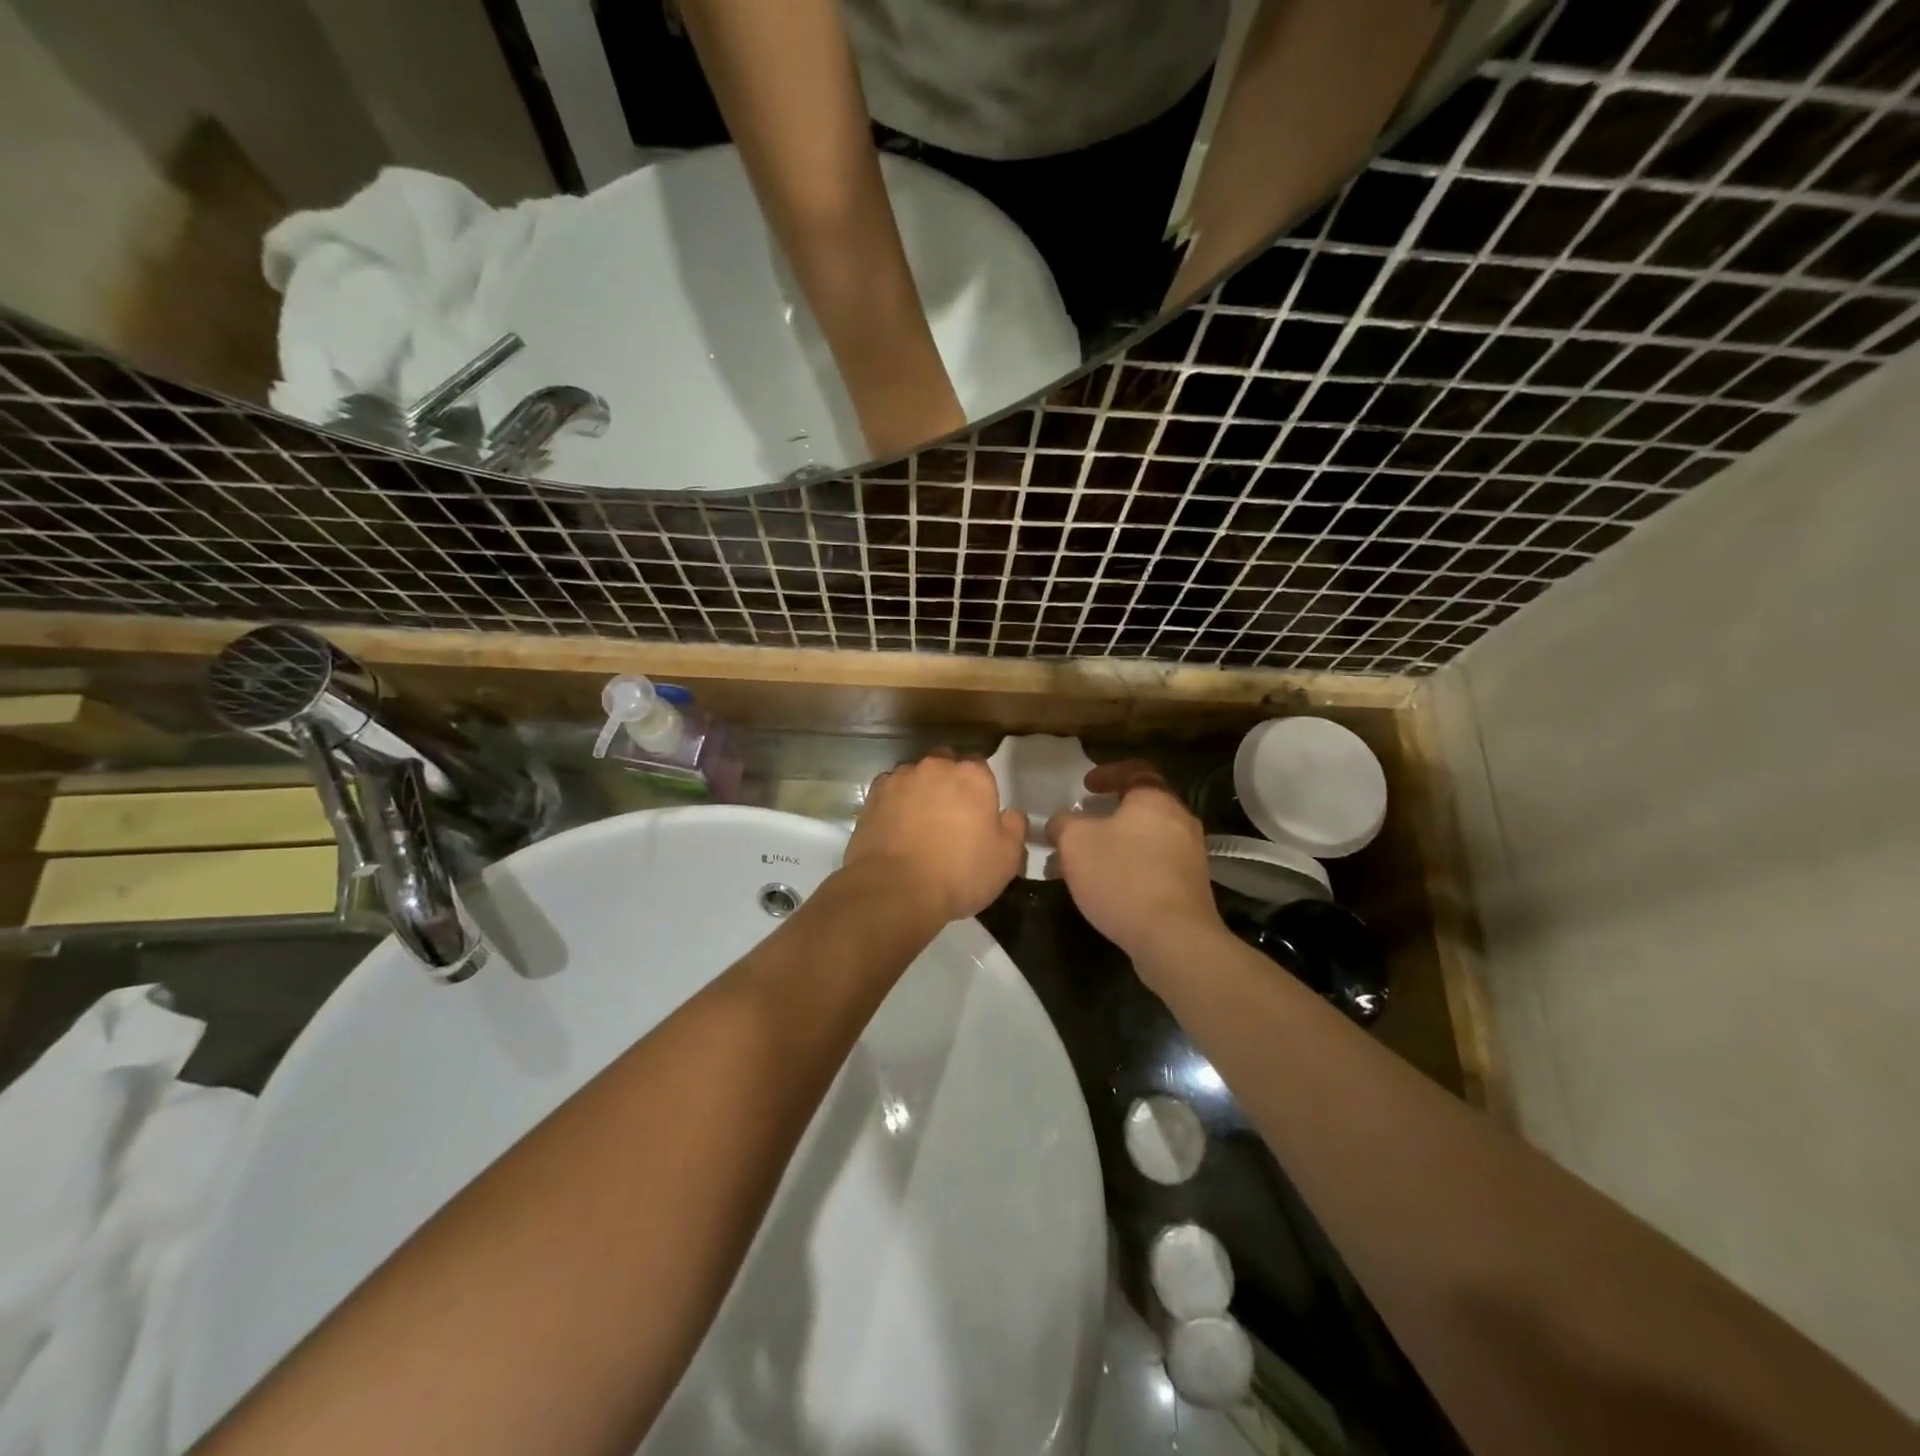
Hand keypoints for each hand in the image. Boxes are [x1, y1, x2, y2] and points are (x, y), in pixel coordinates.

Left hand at [845, 752, 1026, 922]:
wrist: (896, 889)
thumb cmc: (960, 873)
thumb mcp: (1007, 858)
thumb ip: (1014, 827)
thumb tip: (1010, 814)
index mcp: (972, 775)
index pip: (981, 767)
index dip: (980, 789)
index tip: (979, 813)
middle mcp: (936, 766)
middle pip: (946, 765)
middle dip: (949, 783)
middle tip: (951, 817)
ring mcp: (901, 778)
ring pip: (916, 776)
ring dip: (920, 792)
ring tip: (920, 824)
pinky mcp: (873, 795)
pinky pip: (890, 792)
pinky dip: (895, 803)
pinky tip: (896, 827)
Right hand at [1046, 762, 1224, 971]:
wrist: (1174, 938)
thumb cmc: (1122, 877)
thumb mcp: (1075, 842)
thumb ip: (1063, 824)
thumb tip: (1061, 822)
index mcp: (1155, 799)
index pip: (1135, 771)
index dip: (1107, 774)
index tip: (1085, 787)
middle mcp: (1180, 820)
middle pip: (1141, 808)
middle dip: (1107, 816)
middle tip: (1080, 827)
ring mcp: (1190, 855)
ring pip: (1146, 840)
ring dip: (1115, 846)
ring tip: (1085, 864)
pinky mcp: (1191, 887)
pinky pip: (1155, 866)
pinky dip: (1130, 868)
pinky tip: (1107, 889)